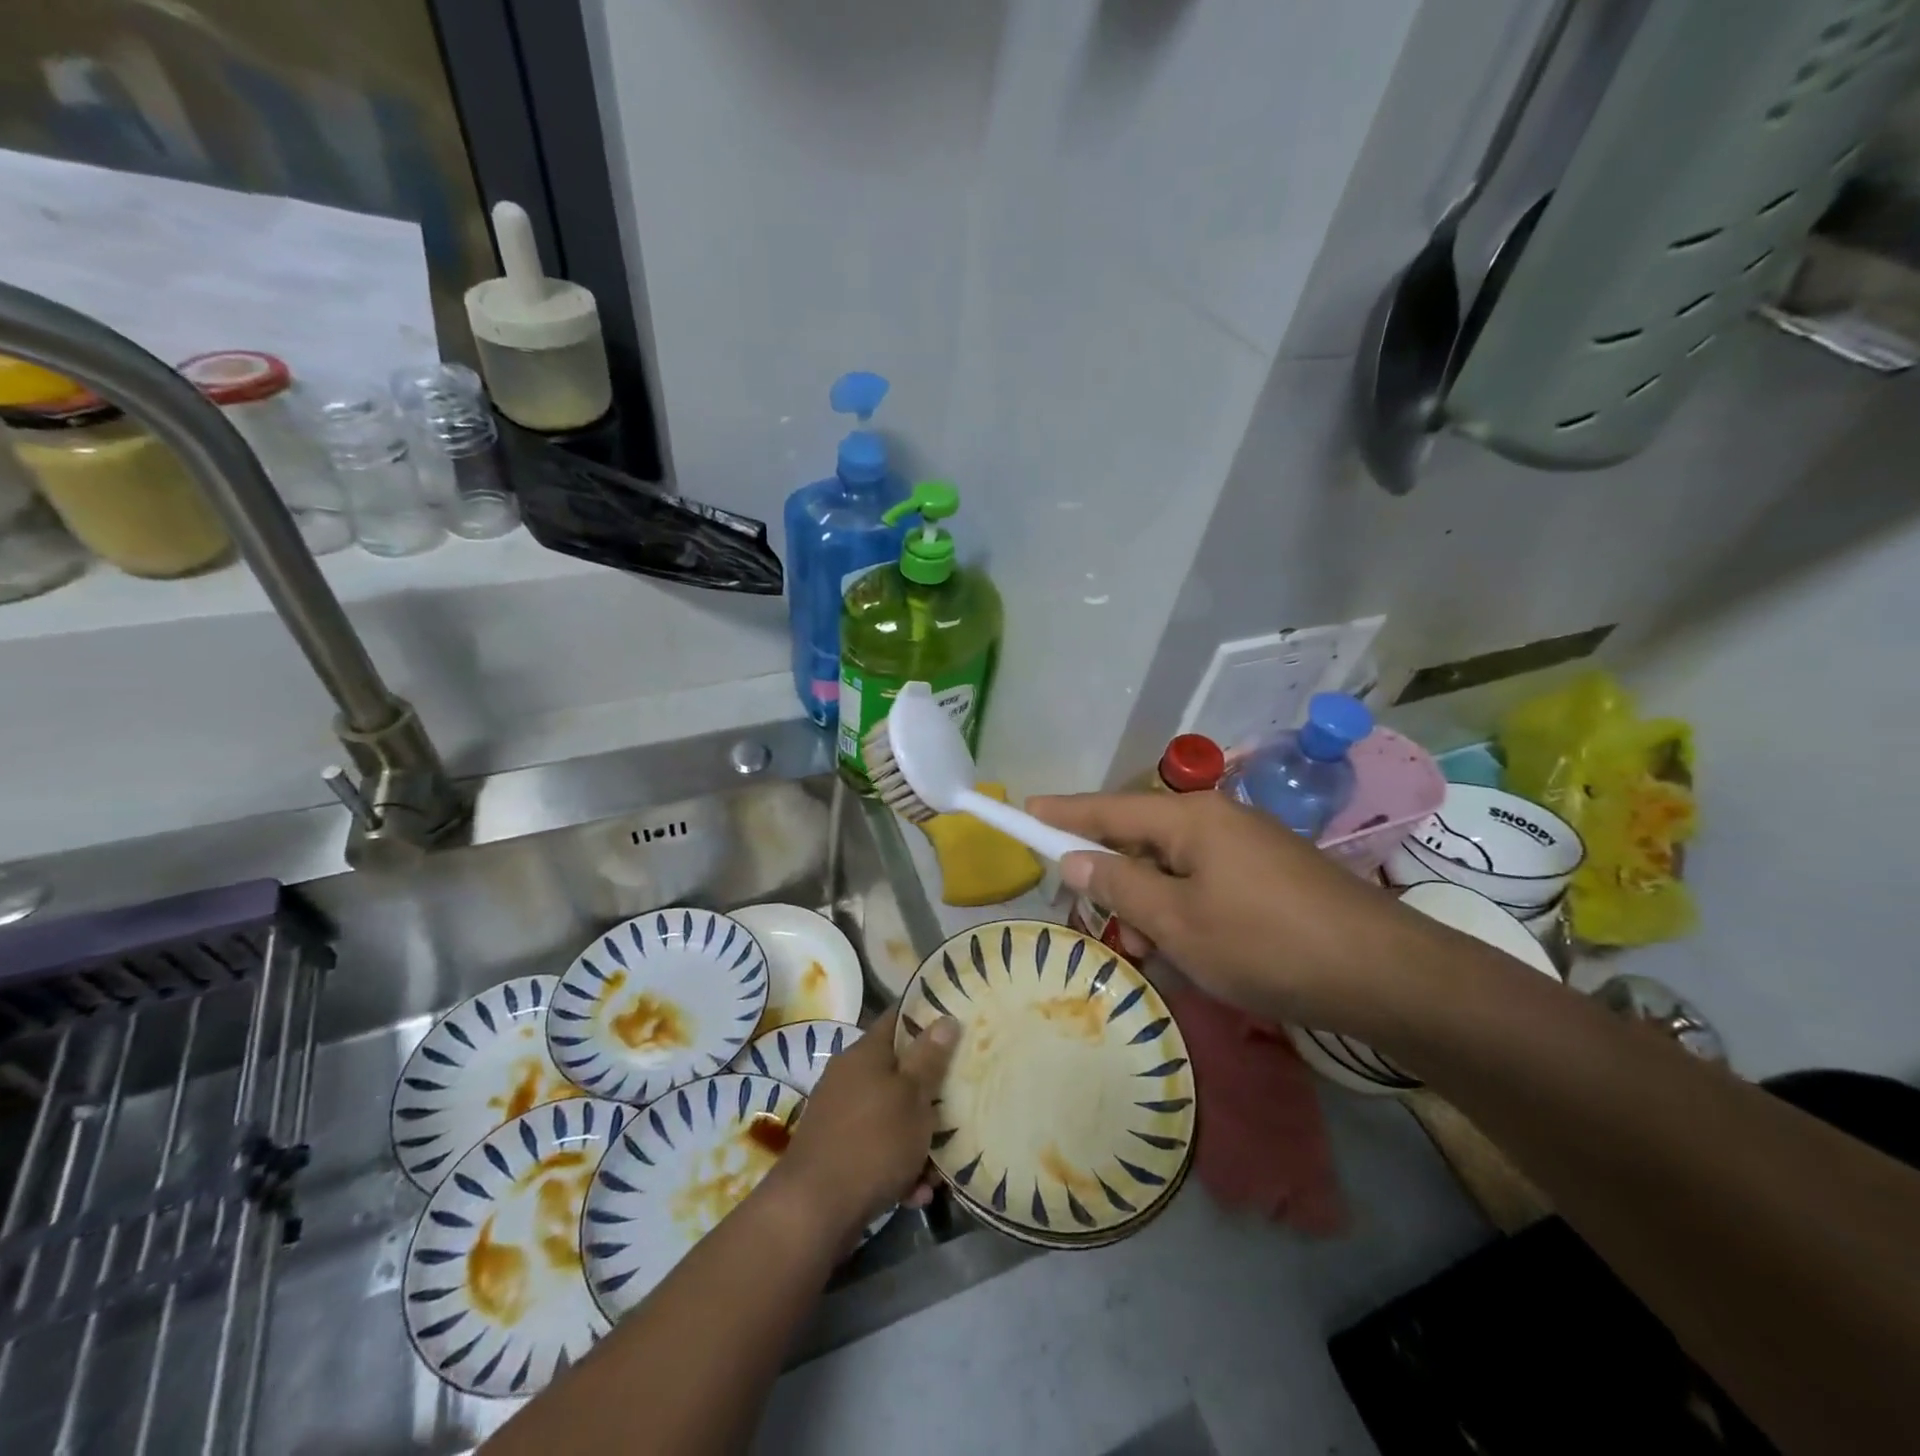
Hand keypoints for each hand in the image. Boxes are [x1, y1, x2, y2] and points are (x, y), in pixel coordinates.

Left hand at [773, 1007, 959, 1237]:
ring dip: (917, 1139)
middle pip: (898, 1071)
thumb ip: (929, 1058)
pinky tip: (916, 1193)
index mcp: (865, 1053)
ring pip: (891, 1116)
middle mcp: (849, 1078)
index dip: (927, 1018)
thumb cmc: (873, 1141)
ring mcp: (841, 1117)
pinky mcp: (838, 1154)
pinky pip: (878, 1150)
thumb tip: (944, 1018)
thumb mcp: (912, 1096)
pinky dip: (898, 1167)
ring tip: (940, 1168)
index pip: (898, 1019)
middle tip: (959, 1103)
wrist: (813, 1210)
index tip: (956, 1024)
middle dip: (929, 1091)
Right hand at [1030, 791, 1440, 1034]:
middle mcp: (1217, 819)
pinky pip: (1204, 881)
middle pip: (1140, 838)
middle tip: (1092, 921)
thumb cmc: (1267, 944)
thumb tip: (1074, 860)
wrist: (1385, 974)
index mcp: (1190, 819)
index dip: (1062, 814)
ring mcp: (1248, 845)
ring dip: (1150, 904)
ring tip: (1151, 955)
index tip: (1023, 810)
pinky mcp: (1269, 873)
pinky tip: (1191, 951)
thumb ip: (1121, 887)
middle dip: (1111, 878)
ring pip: (1173, 867)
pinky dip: (1184, 911)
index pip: (1107, 809)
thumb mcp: (1180, 922)